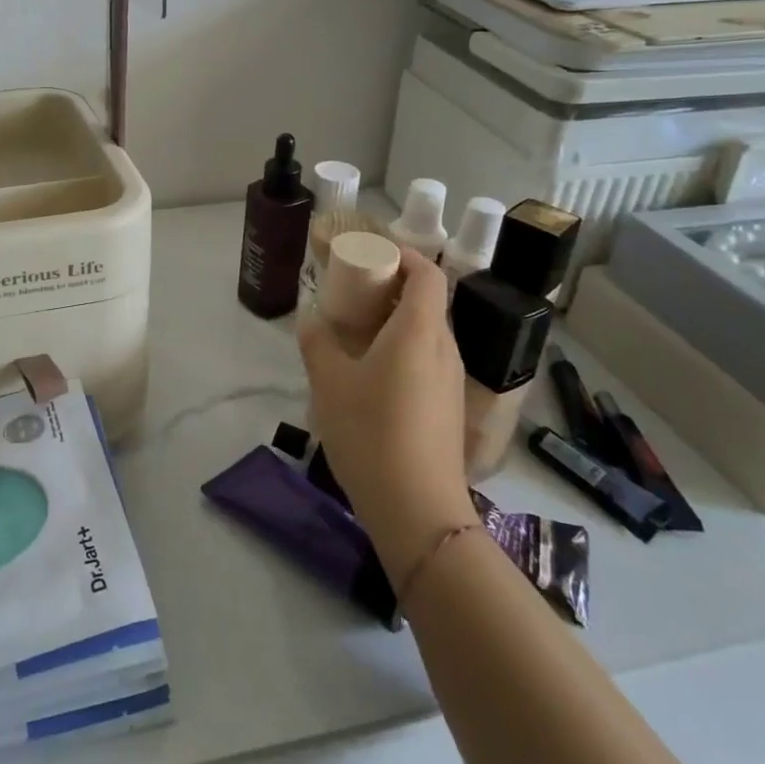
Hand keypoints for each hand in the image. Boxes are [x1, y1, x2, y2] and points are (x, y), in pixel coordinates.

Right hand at [298, 247, 475, 583]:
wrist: (418, 509)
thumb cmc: (371, 433)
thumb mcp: (329, 382)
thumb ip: (318, 341)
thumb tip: (313, 318)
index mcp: (419, 331)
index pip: (427, 274)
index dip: (404, 255)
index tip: (372, 254)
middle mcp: (444, 349)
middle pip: (428, 301)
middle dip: (393, 287)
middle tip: (354, 291)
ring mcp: (452, 381)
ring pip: (429, 333)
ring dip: (398, 320)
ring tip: (357, 331)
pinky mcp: (449, 408)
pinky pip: (429, 360)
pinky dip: (404, 349)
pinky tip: (372, 374)